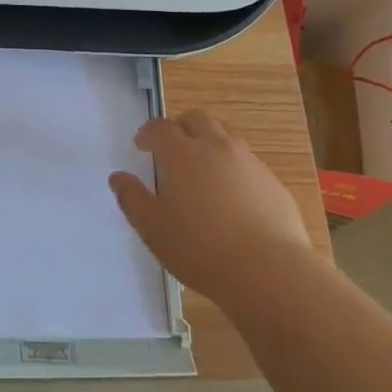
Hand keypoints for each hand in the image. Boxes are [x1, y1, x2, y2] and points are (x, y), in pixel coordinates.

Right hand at [108, 110, 312, 306]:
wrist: (269, 271)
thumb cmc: (200, 249)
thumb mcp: (153, 229)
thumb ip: (132, 198)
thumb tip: (118, 177)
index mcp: (183, 154)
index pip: (160, 128)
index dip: (148, 133)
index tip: (141, 145)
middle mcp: (217, 147)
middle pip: (196, 119)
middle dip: (179, 128)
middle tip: (171, 149)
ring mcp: (249, 161)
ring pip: (225, 135)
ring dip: (208, 142)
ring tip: (201, 168)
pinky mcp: (272, 181)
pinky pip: (247, 161)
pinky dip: (232, 166)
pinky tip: (230, 195)